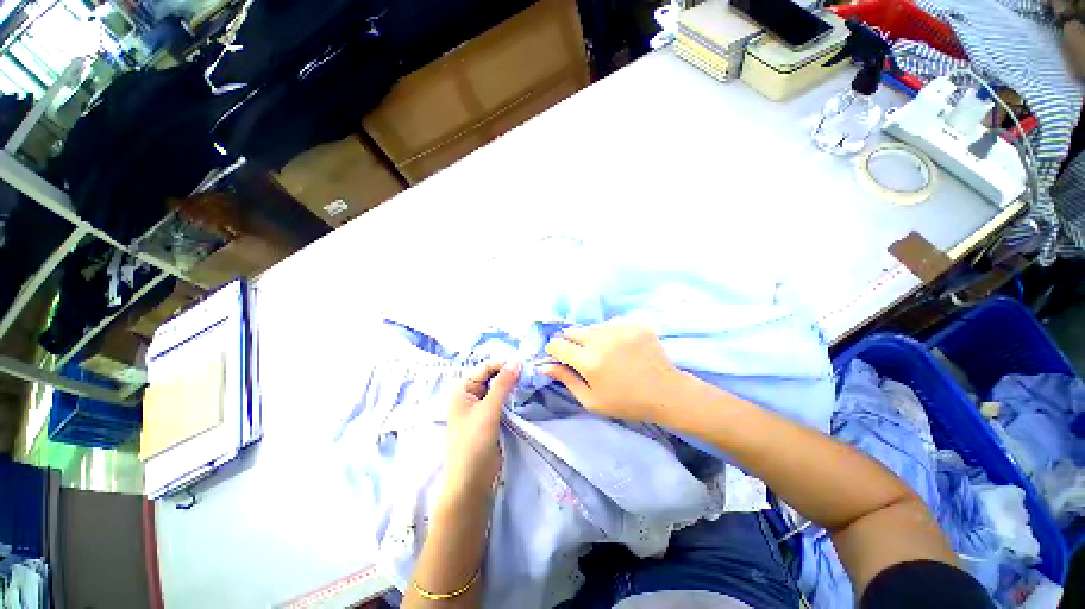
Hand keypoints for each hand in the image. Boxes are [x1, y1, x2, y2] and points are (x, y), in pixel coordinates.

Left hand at [443, 361, 519, 499]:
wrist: (472, 480)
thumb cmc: (474, 442)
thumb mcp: (488, 409)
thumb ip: (503, 383)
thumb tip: (516, 360)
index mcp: (462, 389)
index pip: (484, 368)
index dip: (503, 363)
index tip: (524, 361)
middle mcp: (470, 395)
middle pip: (491, 376)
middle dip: (508, 372)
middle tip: (529, 370)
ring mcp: (480, 407)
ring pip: (498, 388)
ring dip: (511, 383)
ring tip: (529, 378)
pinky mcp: (490, 417)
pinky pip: (501, 400)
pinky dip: (511, 395)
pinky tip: (523, 392)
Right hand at [543, 320, 684, 423]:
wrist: (665, 392)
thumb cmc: (625, 402)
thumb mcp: (591, 400)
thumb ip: (566, 380)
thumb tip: (545, 367)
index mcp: (588, 361)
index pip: (557, 345)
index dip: (554, 351)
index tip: (559, 357)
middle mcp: (601, 339)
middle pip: (572, 332)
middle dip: (571, 343)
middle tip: (583, 357)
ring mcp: (619, 328)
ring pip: (591, 327)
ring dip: (591, 337)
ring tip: (604, 352)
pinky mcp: (634, 323)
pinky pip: (611, 323)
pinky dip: (609, 333)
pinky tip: (620, 346)